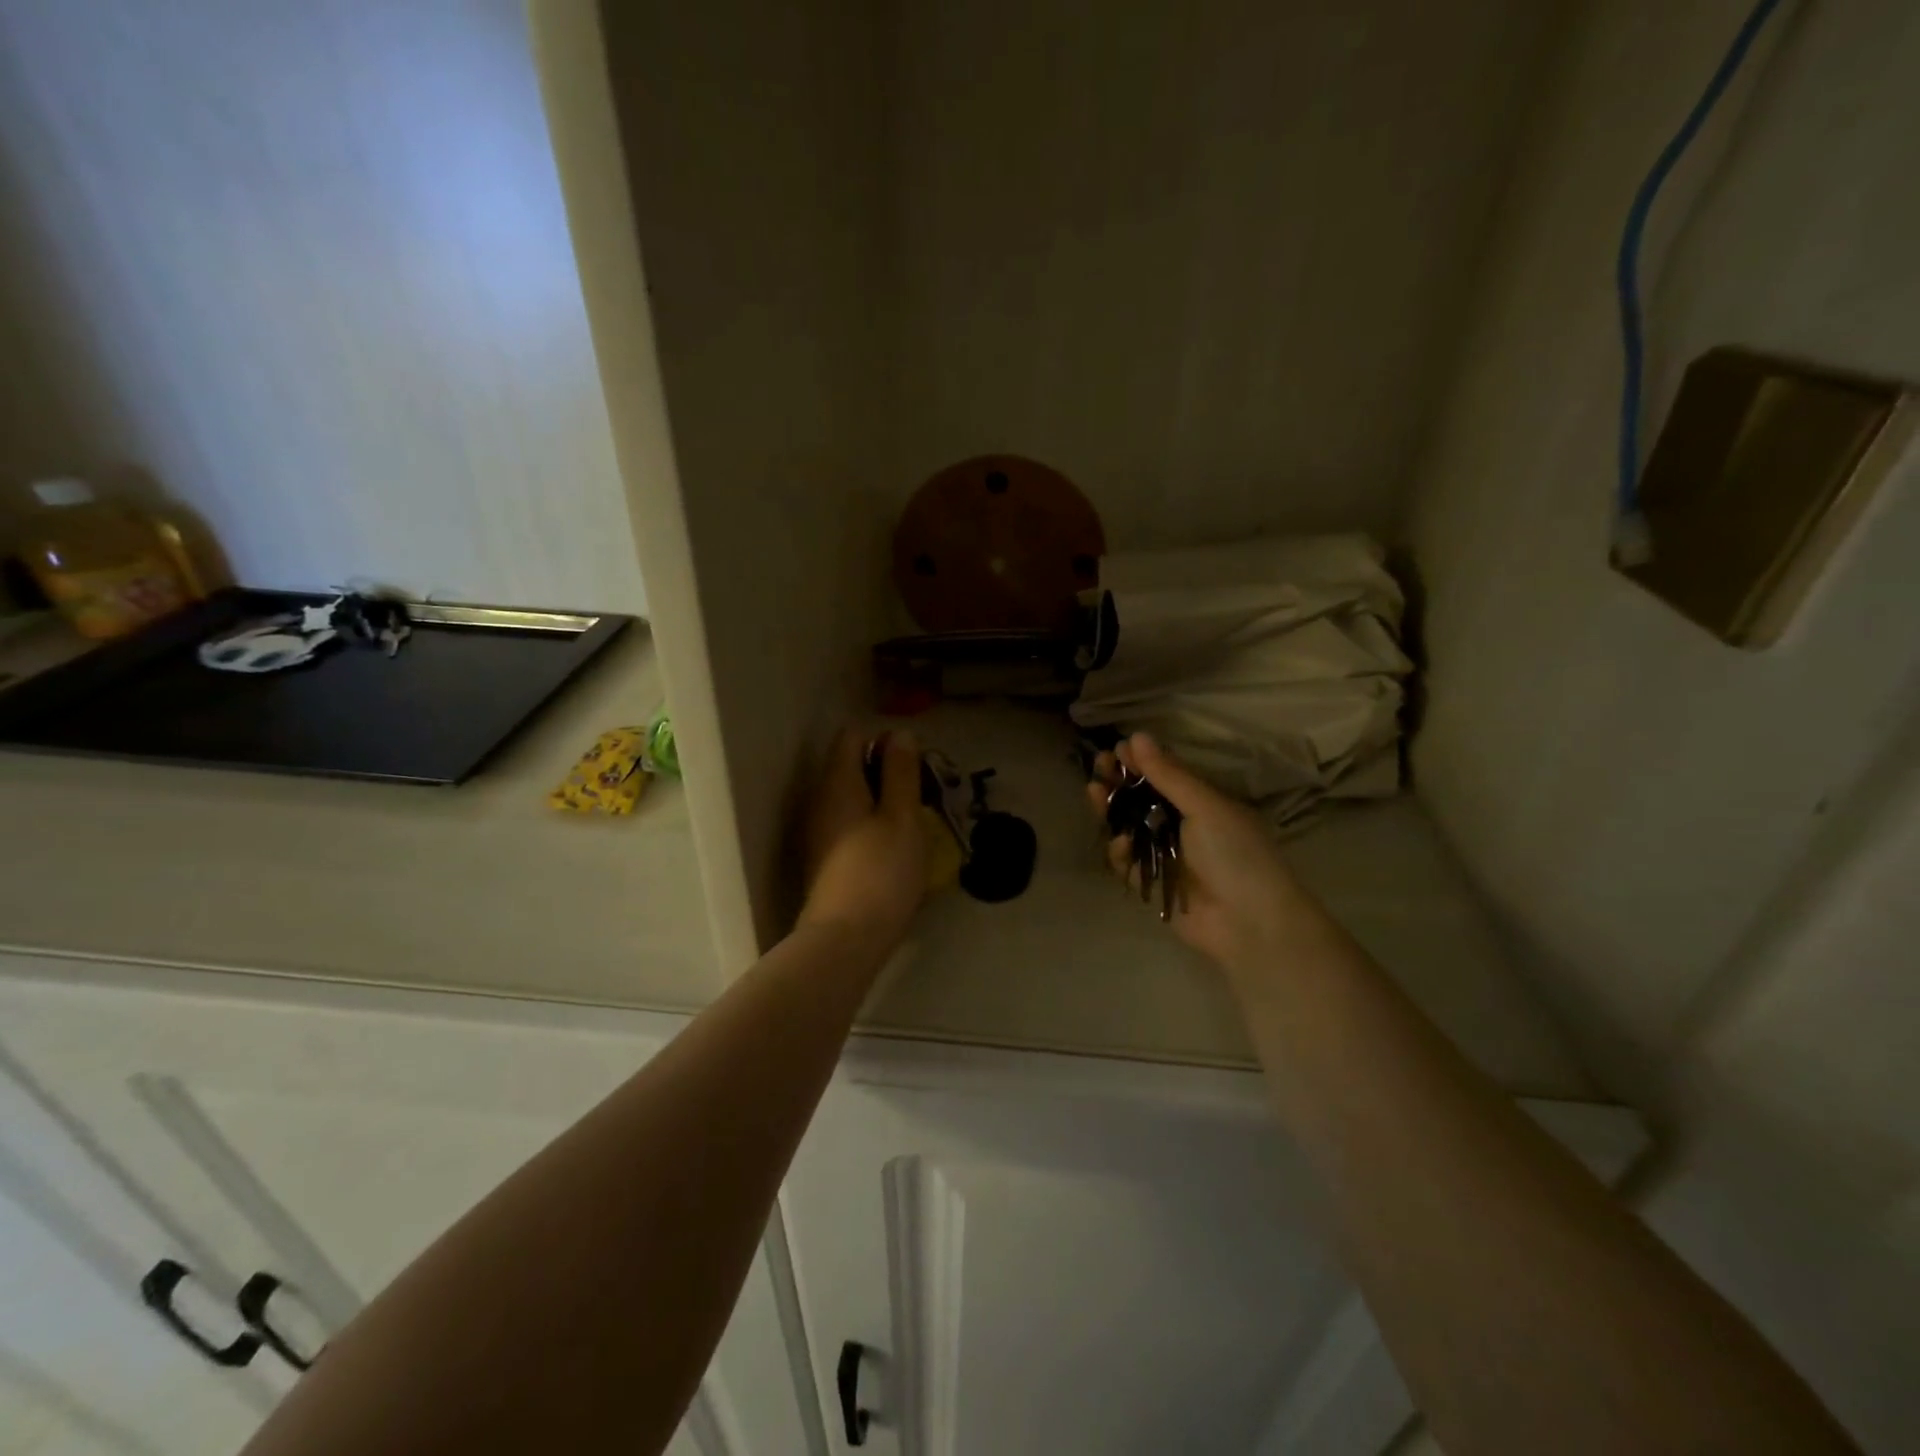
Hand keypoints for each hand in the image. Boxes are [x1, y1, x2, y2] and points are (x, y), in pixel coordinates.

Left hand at [799, 727, 928, 952]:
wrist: (845, 940)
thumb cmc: (881, 872)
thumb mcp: (902, 817)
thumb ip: (901, 772)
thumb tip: (899, 733)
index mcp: (838, 783)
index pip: (853, 736)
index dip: (885, 740)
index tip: (915, 763)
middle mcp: (821, 801)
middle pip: (851, 766)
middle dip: (887, 771)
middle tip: (922, 794)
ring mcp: (819, 832)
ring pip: (853, 798)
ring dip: (883, 801)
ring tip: (915, 822)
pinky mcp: (825, 859)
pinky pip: (850, 824)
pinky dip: (873, 825)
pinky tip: (896, 849)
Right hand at [1086, 733, 1301, 971]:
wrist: (1250, 922)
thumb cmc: (1235, 854)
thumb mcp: (1205, 807)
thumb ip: (1168, 775)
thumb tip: (1137, 736)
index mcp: (1202, 804)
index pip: (1165, 776)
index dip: (1140, 762)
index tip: (1115, 749)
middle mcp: (1183, 827)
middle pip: (1142, 800)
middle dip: (1119, 784)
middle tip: (1096, 769)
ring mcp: (1167, 857)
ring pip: (1130, 829)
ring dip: (1112, 811)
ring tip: (1094, 793)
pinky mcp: (1154, 884)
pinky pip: (1129, 863)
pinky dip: (1120, 853)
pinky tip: (1118, 843)